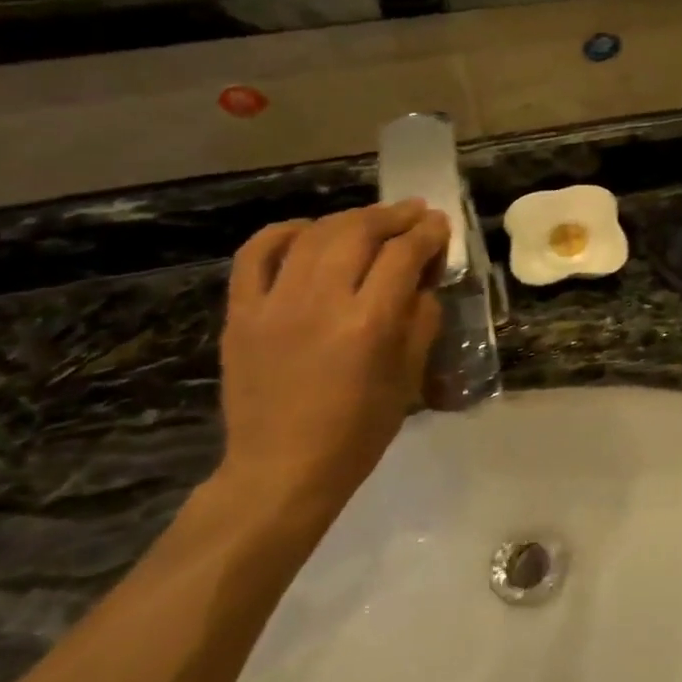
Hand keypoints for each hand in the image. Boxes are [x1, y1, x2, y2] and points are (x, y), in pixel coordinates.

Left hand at [216, 202, 447, 519]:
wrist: (282, 469)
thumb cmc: (359, 431)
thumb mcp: (409, 377)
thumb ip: (421, 320)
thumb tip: (420, 280)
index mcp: (370, 324)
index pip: (403, 255)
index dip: (428, 233)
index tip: (440, 224)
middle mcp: (321, 302)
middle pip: (359, 232)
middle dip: (393, 216)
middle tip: (414, 212)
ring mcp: (274, 304)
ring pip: (314, 235)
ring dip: (349, 218)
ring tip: (372, 219)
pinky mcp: (241, 313)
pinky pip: (256, 254)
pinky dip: (283, 232)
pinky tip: (306, 231)